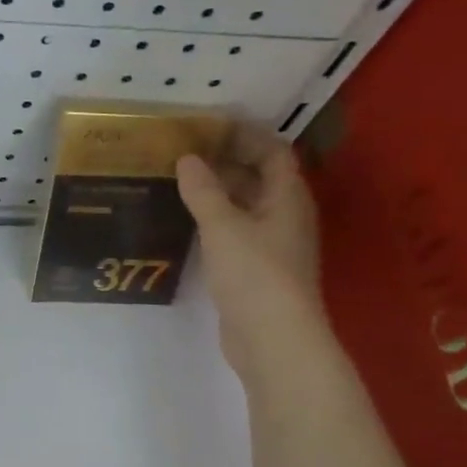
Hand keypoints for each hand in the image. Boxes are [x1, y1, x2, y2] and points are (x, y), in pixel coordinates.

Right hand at [177, 120, 322, 373]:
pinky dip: (215, 222)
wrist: (273, 338)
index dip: (246, 135)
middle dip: (227, 162)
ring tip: (179, 183)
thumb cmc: (254, 274)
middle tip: (185, 153)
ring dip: (218, 193)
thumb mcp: (223, 226)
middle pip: (259, 178)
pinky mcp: (257, 270)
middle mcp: (285, 216)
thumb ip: (203, 190)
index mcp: (287, 197)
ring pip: (246, 207)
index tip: (210, 127)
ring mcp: (273, 245)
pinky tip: (187, 223)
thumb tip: (187, 159)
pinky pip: (236, 233)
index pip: (273, 152)